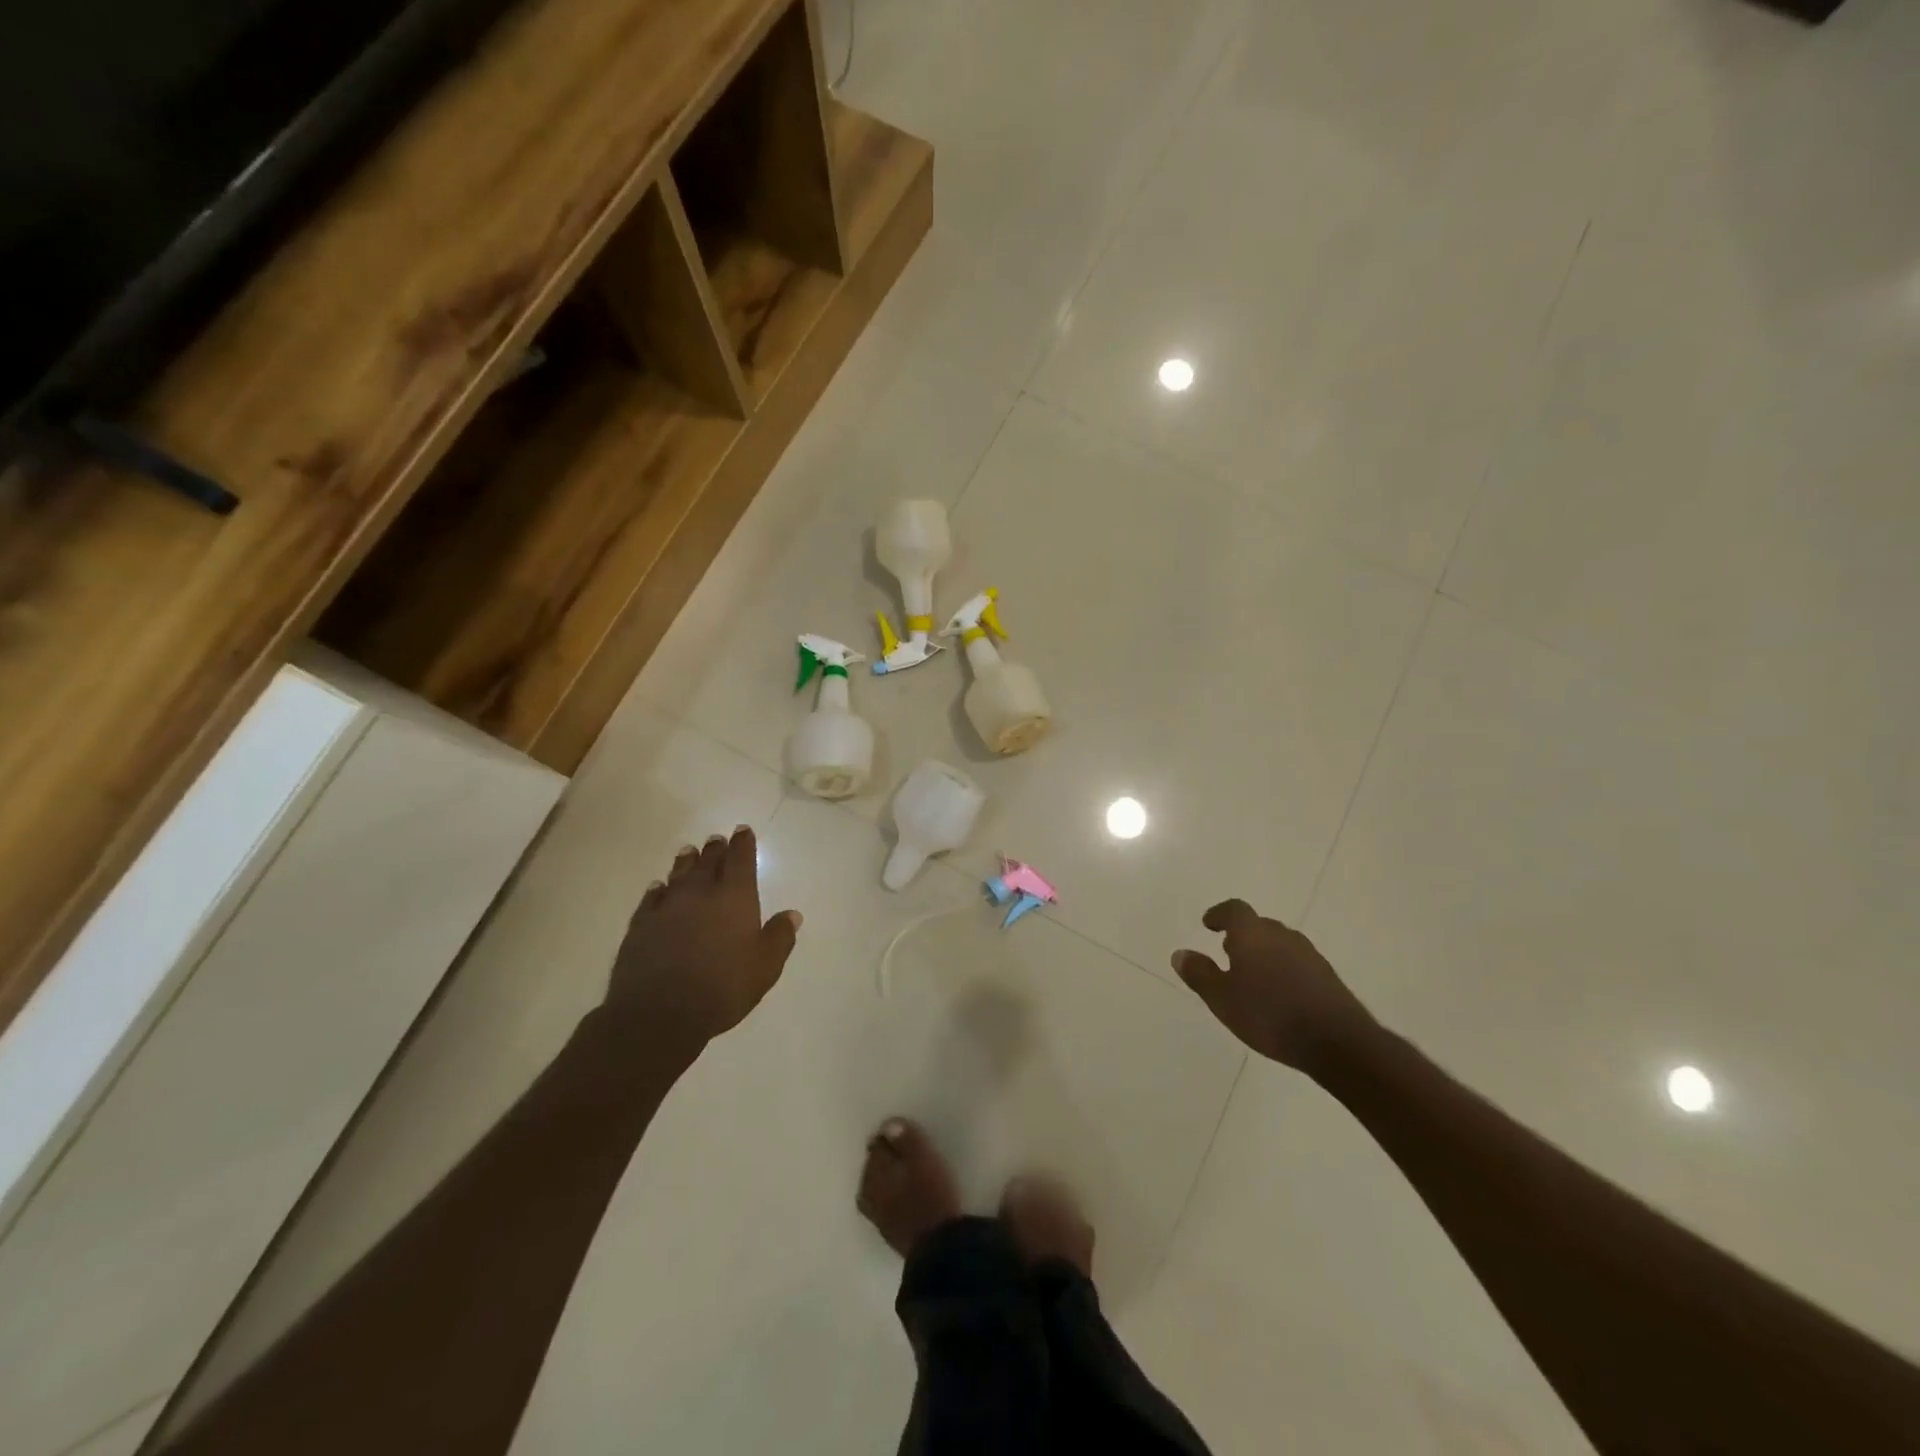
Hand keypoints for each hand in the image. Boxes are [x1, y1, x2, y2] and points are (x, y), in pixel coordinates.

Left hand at [604, 826, 801, 1055]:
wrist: (659, 1013)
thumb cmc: (722, 987)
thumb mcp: (765, 967)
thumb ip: (779, 937)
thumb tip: (792, 914)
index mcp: (735, 897)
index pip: (741, 859)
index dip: (743, 843)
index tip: (743, 831)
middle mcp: (700, 893)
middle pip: (708, 861)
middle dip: (716, 849)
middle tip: (717, 839)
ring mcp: (667, 906)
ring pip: (679, 874)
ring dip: (686, 862)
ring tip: (689, 851)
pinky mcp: (641, 925)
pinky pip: (652, 897)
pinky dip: (659, 889)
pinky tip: (659, 888)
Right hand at [1173, 899, 1374, 1072]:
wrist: (1336, 1041)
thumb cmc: (1269, 1014)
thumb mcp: (1222, 998)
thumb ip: (1199, 974)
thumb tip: (1180, 954)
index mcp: (1253, 934)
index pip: (1234, 909)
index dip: (1220, 914)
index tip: (1209, 924)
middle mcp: (1282, 935)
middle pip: (1259, 925)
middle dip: (1242, 936)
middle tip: (1228, 952)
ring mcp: (1309, 955)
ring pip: (1280, 944)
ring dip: (1264, 953)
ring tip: (1252, 977)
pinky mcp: (1328, 977)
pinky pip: (1297, 964)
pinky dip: (1284, 971)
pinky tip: (1279, 996)